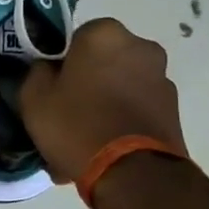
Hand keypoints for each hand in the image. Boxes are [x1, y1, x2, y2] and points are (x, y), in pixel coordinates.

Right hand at [18, 17, 188, 182]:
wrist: (133, 174)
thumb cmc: (77, 125)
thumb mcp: (34, 98)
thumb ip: (37, 73)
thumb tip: (48, 69)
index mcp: (105, 34)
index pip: (75, 39)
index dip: (61, 65)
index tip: (51, 90)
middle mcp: (141, 47)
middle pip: (102, 63)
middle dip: (86, 85)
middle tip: (66, 116)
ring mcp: (162, 78)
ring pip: (120, 88)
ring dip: (104, 106)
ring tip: (84, 142)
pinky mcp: (174, 110)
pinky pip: (135, 110)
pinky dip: (121, 123)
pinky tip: (103, 152)